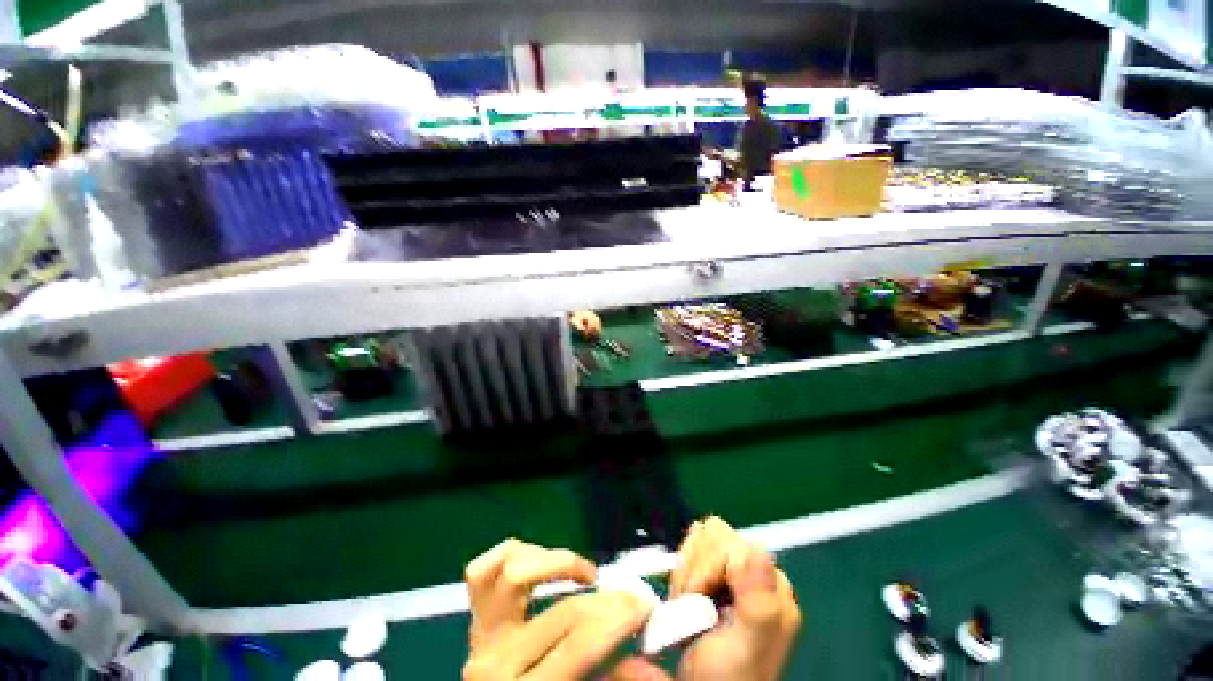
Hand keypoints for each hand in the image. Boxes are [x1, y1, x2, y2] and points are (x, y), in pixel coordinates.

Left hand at [463, 539, 654, 679]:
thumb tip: (653, 666)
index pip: (579, 645)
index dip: (618, 620)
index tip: (645, 603)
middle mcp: (495, 660)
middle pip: (561, 612)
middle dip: (606, 599)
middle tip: (628, 595)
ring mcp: (479, 634)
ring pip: (513, 572)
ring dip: (557, 563)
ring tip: (583, 576)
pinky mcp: (475, 615)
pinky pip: (483, 570)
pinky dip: (516, 553)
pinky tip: (543, 560)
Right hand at [612, 518, 801, 680]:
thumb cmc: (728, 677)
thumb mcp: (746, 646)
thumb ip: (759, 602)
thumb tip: (761, 550)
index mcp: (772, 587)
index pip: (729, 543)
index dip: (706, 567)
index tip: (695, 598)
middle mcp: (757, 573)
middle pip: (716, 535)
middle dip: (696, 567)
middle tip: (691, 603)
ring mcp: (736, 572)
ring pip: (703, 537)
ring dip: (688, 569)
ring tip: (689, 602)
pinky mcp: (718, 573)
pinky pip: (695, 547)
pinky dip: (685, 568)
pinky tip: (688, 594)